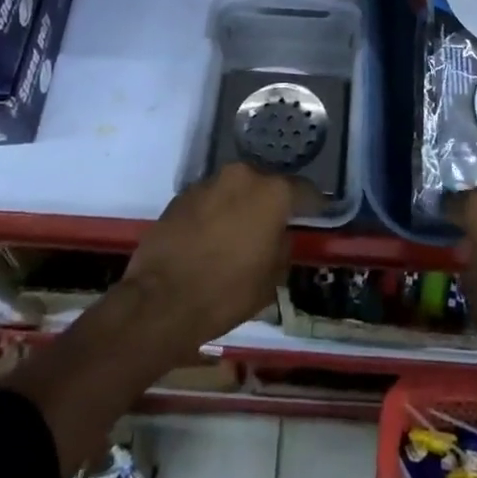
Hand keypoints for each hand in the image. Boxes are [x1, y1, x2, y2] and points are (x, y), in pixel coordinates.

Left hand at [121, 163, 298, 354]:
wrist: (160, 301)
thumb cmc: (226, 292)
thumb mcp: (271, 279)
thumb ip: (283, 247)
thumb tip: (280, 235)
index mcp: (271, 193)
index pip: (303, 190)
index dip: (312, 204)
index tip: (315, 214)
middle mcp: (242, 176)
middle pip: (265, 184)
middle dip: (270, 202)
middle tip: (272, 226)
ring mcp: (209, 182)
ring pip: (235, 190)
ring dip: (240, 205)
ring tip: (238, 233)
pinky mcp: (181, 195)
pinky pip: (209, 200)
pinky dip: (214, 213)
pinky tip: (210, 238)